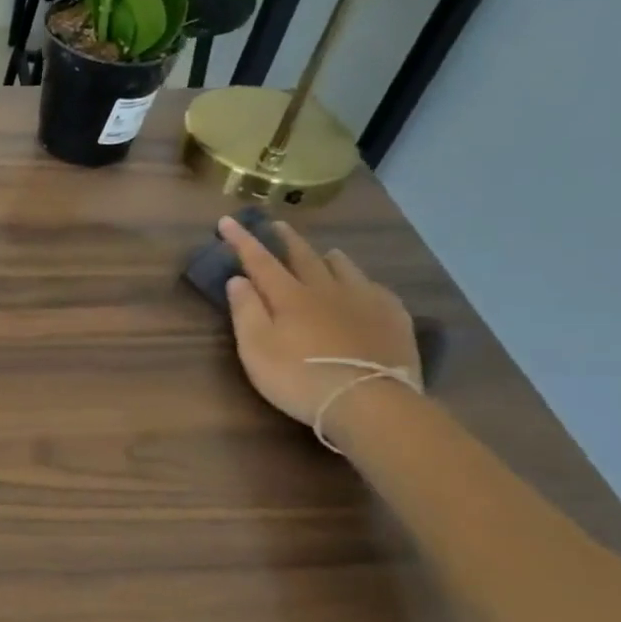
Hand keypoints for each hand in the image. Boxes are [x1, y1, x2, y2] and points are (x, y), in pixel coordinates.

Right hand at [220, 216, 419, 428]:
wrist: (369, 401)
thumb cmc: (300, 379)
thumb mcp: (257, 350)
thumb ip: (246, 312)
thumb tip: (238, 279)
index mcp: (290, 296)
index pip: (260, 261)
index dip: (242, 240)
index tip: (227, 220)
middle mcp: (326, 289)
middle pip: (304, 256)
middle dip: (286, 239)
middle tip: (277, 224)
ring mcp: (364, 300)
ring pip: (344, 268)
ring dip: (329, 258)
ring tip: (326, 253)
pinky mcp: (393, 317)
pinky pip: (376, 288)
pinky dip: (363, 282)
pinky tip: (365, 288)